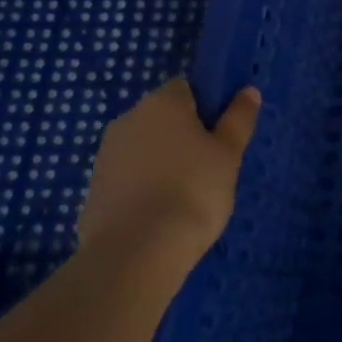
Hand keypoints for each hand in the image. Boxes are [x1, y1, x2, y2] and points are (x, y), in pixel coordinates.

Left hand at [79, 78, 260, 263]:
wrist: (135, 253)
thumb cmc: (193, 190)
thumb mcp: (229, 153)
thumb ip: (239, 119)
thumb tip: (248, 91)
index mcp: (162, 102)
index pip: (188, 88)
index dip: (207, 108)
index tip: (221, 136)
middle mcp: (128, 119)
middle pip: (164, 118)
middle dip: (184, 136)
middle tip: (210, 167)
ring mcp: (105, 156)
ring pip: (145, 149)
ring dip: (163, 162)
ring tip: (186, 196)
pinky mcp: (92, 191)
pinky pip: (128, 178)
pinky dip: (143, 188)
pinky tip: (160, 214)